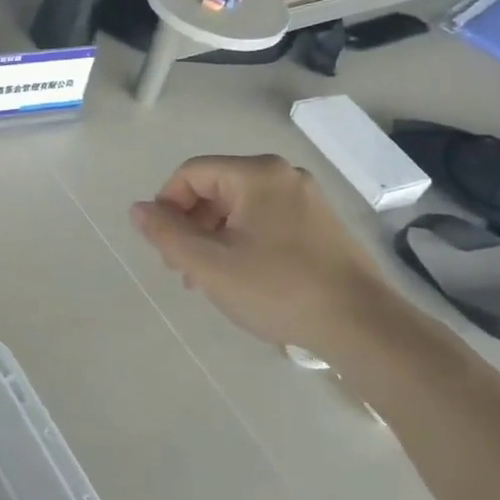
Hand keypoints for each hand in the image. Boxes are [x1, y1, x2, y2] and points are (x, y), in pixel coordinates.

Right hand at [130, 154, 404, 359]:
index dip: (166, 205)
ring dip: (214, 237)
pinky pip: (265, 220)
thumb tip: (138, 209)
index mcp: (256, 174)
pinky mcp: (319, 223)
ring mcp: (305, 198)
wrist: (361, 325)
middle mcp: (282, 175)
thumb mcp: (210, 265)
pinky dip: (242, 241)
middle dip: (190, 225)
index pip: (191, 173)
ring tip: (209, 280)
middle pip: (215, 188)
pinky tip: (242, 277)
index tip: (163, 247)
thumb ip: (166, 234)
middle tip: (182, 269)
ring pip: (239, 207)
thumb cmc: (278, 290)